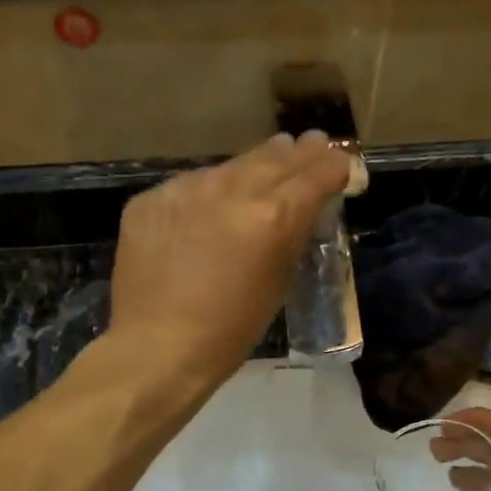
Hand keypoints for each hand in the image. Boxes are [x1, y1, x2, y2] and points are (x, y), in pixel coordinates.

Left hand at [109, 133, 349, 387]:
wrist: (156, 348)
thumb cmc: (229, 332)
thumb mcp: (277, 283)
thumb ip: (291, 237)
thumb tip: (300, 209)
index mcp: (272, 216)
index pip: (315, 174)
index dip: (334, 166)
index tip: (340, 164)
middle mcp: (230, 189)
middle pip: (274, 157)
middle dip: (298, 152)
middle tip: (312, 142)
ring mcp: (185, 190)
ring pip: (229, 167)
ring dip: (252, 166)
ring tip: (266, 161)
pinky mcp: (150, 199)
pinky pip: (189, 187)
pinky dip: (206, 193)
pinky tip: (209, 207)